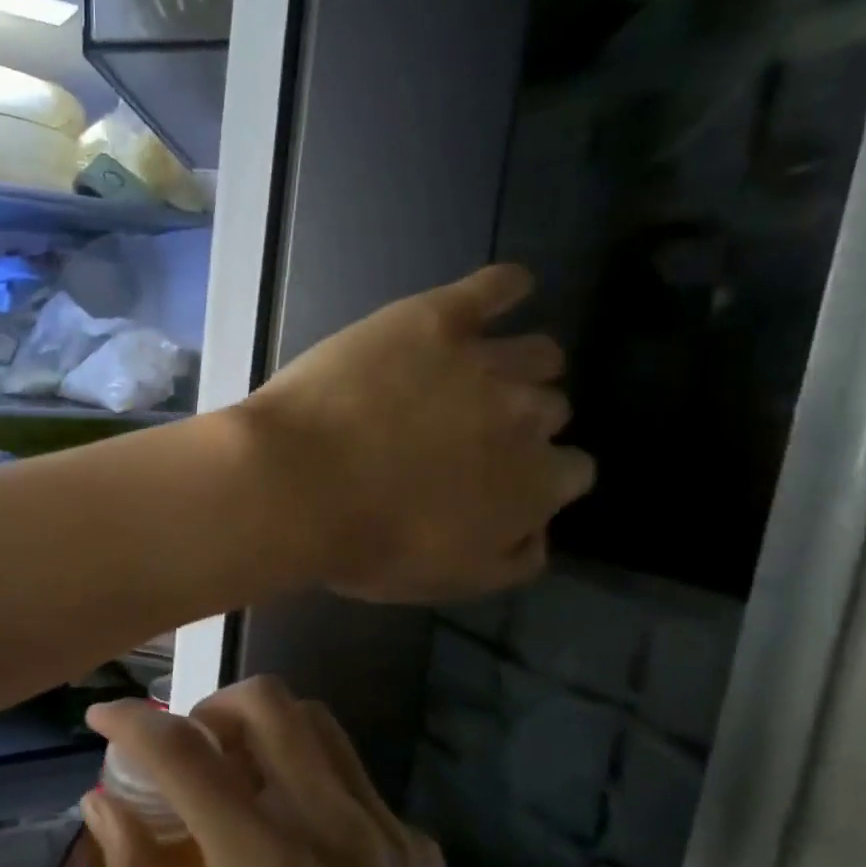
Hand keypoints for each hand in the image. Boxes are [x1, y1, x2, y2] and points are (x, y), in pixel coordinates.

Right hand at [83, 679, 603, 866]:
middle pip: (265, 702)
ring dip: (263, 726)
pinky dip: (308, 772)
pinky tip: (300, 838)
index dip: (132, 721)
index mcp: (268, 862)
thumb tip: (100, 804)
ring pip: (315, 723)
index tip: (100, 715)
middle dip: (210, 707)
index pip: (185, 754)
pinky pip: (352, 775)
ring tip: (237, 777)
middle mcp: (331, 820)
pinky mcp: (418, 844)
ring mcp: (385, 825)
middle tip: (186, 751)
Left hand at [233, 264, 592, 601]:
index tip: (497, 477)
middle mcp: (528, 416)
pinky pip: (498, 285)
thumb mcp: (448, 580)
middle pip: (549, 409)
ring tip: (476, 373)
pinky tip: (502, 293)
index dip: (535, 474)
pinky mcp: (437, 319)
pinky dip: (507, 288)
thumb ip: (513, 560)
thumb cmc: (361, 542)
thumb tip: (542, 532)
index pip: (570, 471)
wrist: (295, 483)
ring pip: (537, 353)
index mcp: (534, 484)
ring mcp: (484, 361)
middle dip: (519, 421)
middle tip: (466, 429)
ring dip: (520, 365)